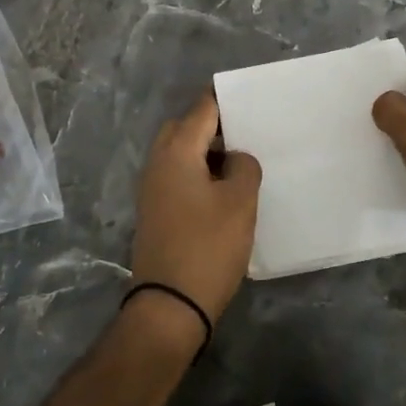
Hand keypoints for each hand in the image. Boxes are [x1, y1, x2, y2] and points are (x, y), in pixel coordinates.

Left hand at [131, 93, 261, 329]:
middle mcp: (158, 162)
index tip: (253, 100)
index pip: (202, 109)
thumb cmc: (207, 247)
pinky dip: (198, 172)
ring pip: (180, 153)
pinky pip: (177, 175)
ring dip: (206, 152)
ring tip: (240, 163)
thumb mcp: (239, 202)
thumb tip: (234, 158)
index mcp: (176, 151)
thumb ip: (243, 167)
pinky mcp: (155, 211)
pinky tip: (223, 190)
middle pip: (185, 127)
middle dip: (213, 125)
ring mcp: (152, 188)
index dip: (227, 100)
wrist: (169, 305)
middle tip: (247, 134)